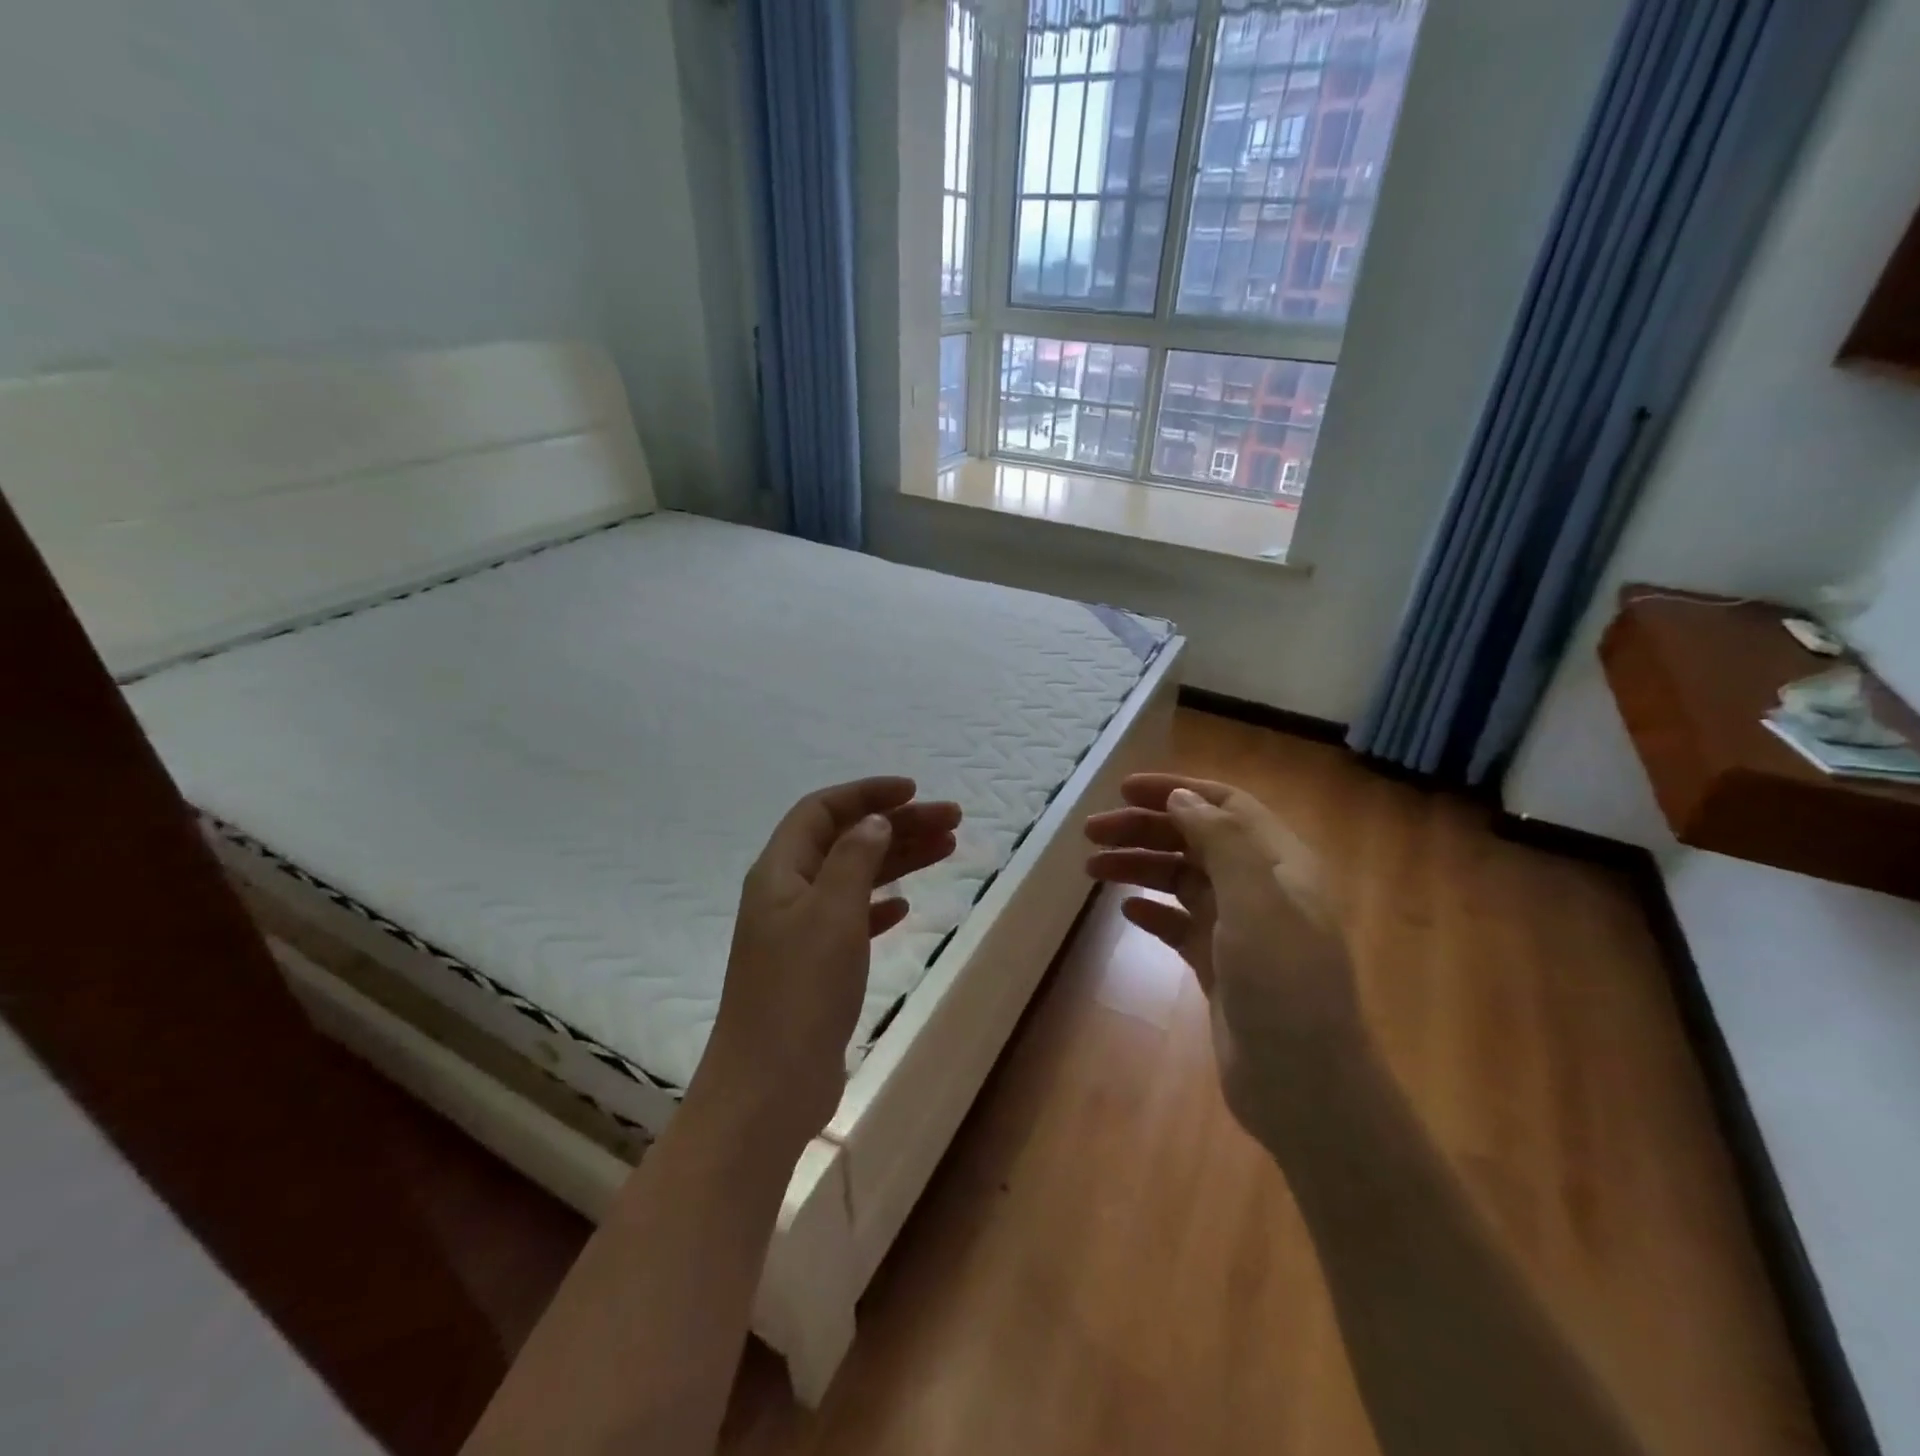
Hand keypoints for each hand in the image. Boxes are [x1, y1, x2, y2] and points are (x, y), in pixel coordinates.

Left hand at [699, 777, 961, 1145]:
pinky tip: (905, 907)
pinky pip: (852, 919)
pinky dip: (880, 906)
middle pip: (846, 840)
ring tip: (947, 847)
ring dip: (897, 860)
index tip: (914, 791)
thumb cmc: (801, 990)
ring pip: (854, 878)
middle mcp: (787, 893)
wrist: (770, 1086)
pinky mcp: (815, 967)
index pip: (822, 810)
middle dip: (897, 824)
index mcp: (780, 871)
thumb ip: (854, 858)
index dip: (866, 793)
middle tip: (952, 819)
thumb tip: (874, 821)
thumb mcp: (832, 912)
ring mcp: (799, 932)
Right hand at [1085, 774, 1365, 1148]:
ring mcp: (1240, 929)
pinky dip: (1153, 911)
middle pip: (1196, 840)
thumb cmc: (1284, 987)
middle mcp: (1261, 888)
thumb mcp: (1257, 903)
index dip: (1175, 791)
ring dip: (1140, 867)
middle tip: (1091, 833)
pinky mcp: (1221, 965)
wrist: (1304, 1088)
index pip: (1224, 805)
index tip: (1123, 790)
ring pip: (1183, 880)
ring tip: (1092, 869)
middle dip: (1144, 829)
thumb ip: (1222, 842)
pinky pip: (1180, 924)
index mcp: (1280, 864)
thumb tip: (1181, 798)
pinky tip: (1126, 911)